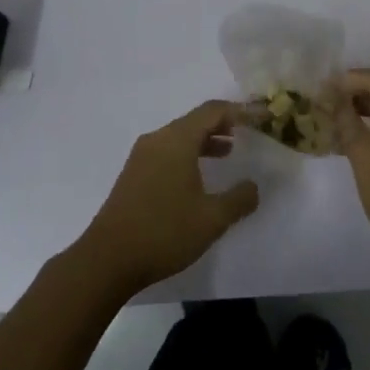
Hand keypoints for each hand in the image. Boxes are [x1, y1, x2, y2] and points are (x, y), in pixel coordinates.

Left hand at [73, 101, 260, 298]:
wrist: (107, 259)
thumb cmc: (164, 232)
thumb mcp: (211, 219)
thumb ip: (238, 199)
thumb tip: (253, 186)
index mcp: (177, 140)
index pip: (213, 111)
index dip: (241, 111)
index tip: (262, 117)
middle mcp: (158, 139)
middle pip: (195, 120)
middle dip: (223, 124)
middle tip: (247, 132)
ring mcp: (141, 156)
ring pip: (180, 136)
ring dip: (205, 140)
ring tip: (228, 152)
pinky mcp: (133, 174)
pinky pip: (167, 151)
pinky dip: (188, 154)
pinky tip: (198, 177)